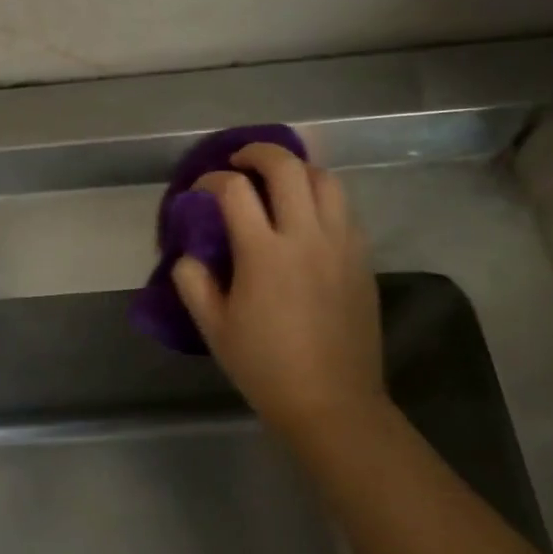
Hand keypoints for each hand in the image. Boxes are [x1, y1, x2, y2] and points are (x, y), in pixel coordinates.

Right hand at [171, 143, 386, 440]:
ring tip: (279, 179)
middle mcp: (306, 236)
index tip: (201, 189)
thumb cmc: (265, 366)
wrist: (332, 401)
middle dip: (259, 152)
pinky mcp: (362, 259)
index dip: (212, 180)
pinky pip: (345, 209)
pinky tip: (307, 215)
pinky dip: (322, 197)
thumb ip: (193, 282)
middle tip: (240, 160)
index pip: (235, 191)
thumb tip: (190, 254)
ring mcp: (341, 245)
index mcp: (264, 253)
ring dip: (298, 169)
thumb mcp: (213, 328)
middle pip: (288, 168)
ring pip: (326, 180)